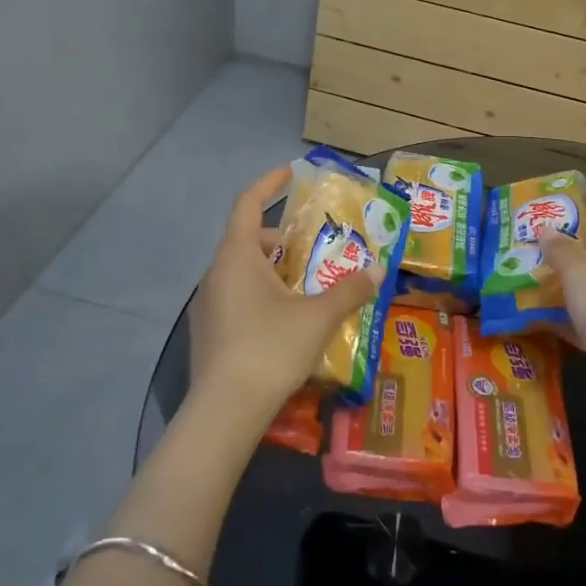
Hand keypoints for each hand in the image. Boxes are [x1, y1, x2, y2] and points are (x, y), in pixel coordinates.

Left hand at [186, 165, 381, 436]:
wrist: (224, 412)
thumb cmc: (270, 349)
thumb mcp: (318, 317)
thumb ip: (349, 290)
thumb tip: (377, 270)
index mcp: (236, 257)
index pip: (247, 204)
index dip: (268, 184)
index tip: (290, 172)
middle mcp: (215, 274)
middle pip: (247, 240)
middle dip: (281, 238)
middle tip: (314, 246)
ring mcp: (207, 306)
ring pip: (242, 273)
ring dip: (272, 270)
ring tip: (306, 284)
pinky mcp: (208, 334)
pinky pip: (235, 298)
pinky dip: (260, 295)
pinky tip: (285, 320)